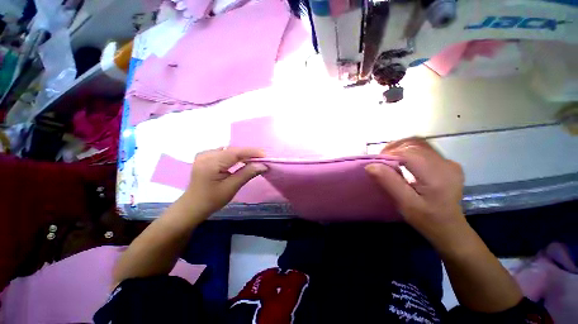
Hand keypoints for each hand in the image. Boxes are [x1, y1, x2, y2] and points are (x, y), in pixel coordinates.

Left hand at [184, 147, 266, 215]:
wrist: (192, 206)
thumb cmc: (212, 200)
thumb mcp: (231, 187)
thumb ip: (247, 173)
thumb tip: (263, 165)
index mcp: (211, 163)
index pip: (235, 152)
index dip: (251, 152)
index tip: (265, 155)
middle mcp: (206, 154)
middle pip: (232, 150)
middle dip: (248, 154)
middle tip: (262, 159)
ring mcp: (204, 154)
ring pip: (229, 151)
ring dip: (242, 155)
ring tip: (254, 160)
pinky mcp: (205, 157)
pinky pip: (224, 153)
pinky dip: (234, 156)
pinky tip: (241, 161)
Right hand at [365, 137, 465, 242]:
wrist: (449, 228)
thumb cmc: (426, 219)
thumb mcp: (405, 204)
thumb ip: (389, 182)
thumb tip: (371, 165)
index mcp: (436, 175)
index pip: (408, 153)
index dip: (389, 154)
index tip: (376, 162)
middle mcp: (445, 163)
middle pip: (414, 144)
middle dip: (393, 148)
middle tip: (380, 160)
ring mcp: (448, 162)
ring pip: (419, 144)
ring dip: (400, 148)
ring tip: (388, 159)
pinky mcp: (447, 163)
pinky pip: (424, 149)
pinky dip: (408, 151)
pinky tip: (402, 161)